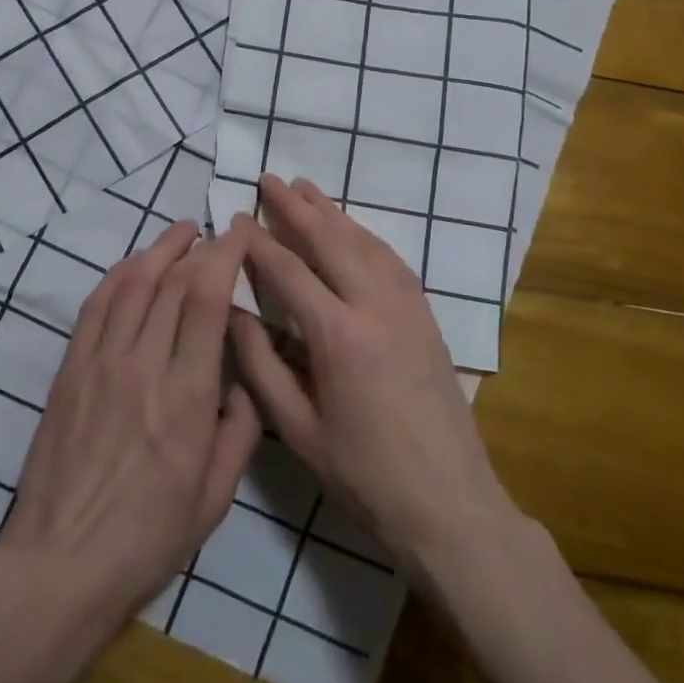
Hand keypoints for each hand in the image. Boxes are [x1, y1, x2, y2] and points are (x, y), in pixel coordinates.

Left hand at [0, 221, 261, 627]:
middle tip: (217, 232)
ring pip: (132, 283)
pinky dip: (119, 274)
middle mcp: (142, 366)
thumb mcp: (216, 498)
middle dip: (200, 246)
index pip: (207, 300)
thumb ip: (241, 431)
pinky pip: (96, 305)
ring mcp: (100, 363)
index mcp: (186, 397)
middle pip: (172, 282)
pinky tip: (135, 265)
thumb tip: (244, 381)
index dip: (226, 254)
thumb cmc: (148, 539)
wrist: (60, 564)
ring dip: (160, 249)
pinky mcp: (70, 369)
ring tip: (182, 233)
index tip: (242, 229)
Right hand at [227, 176, 514, 577]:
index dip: (259, 242)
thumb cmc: (364, 474)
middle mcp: (375, 306)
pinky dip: (365, 234)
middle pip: (330, 240)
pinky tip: (352, 228)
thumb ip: (260, 365)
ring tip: (305, 188)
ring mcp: (407, 306)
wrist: (449, 503)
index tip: (236, 219)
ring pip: (364, 241)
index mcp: (338, 335)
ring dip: (332, 211)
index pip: (289, 271)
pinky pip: (392, 259)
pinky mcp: (426, 315)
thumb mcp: (297, 430)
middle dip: (295, 207)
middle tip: (268, 179)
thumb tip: (233, 312)